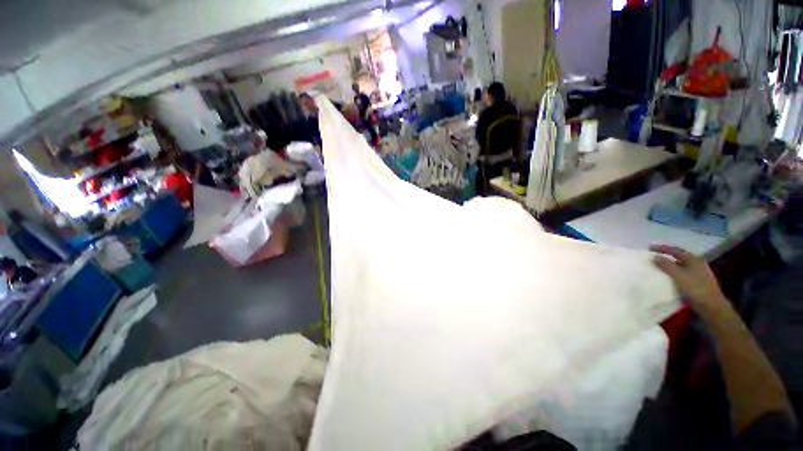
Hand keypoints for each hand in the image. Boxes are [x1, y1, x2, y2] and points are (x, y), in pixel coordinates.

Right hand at [650, 245, 726, 313]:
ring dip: (670, 266)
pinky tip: (669, 279)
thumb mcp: (678, 276)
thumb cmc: (695, 288)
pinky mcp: (697, 283)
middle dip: (666, 257)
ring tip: (659, 268)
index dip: (662, 248)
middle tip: (654, 257)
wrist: (712, 307)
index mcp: (693, 259)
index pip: (675, 250)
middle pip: (679, 257)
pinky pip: (682, 275)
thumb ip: (666, 265)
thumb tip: (654, 257)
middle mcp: (697, 264)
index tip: (649, 248)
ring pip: (681, 267)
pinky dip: (674, 274)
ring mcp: (698, 274)